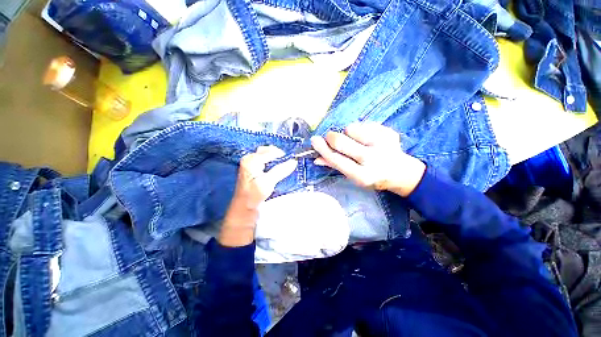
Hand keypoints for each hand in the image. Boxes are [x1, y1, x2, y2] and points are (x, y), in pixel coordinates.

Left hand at [221, 146, 296, 246]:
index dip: (281, 155)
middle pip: (266, 150)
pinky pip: (264, 160)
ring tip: (283, 163)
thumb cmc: (254, 195)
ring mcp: (250, 163)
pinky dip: (271, 161)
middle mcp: (249, 159)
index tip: (292, 159)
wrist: (243, 207)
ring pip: (265, 154)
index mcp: (251, 160)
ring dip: (274, 157)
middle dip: (277, 153)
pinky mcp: (252, 169)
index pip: (270, 152)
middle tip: (287, 160)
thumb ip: (280, 170)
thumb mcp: (268, 182)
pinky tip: (276, 166)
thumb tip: (293, 161)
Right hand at [310, 123, 425, 196]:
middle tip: (330, 138)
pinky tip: (367, 139)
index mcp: (362, 175)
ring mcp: (383, 143)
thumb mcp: (353, 176)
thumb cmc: (372, 177)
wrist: (401, 172)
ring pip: (351, 128)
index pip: (336, 159)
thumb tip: (316, 158)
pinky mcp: (389, 132)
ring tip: (355, 141)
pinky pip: (364, 123)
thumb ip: (335, 166)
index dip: (323, 148)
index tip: (314, 140)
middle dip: (331, 137)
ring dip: (347, 133)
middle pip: (341, 140)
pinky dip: (360, 129)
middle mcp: (373, 159)